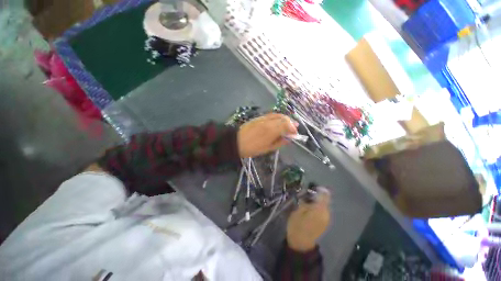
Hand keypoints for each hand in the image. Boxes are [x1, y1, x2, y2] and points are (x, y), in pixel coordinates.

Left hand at [237, 113, 297, 157]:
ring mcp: (263, 118)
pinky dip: (277, 117)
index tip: (295, 134)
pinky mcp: (259, 117)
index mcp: (271, 131)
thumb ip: (279, 143)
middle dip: (291, 122)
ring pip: (278, 115)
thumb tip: (288, 140)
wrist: (236, 142)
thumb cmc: (252, 148)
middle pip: (283, 118)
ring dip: (285, 119)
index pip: (286, 125)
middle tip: (294, 128)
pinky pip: (271, 115)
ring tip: (288, 124)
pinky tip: (278, 121)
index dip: (293, 129)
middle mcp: (268, 122)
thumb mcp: (267, 149)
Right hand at [286, 187, 330, 251]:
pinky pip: (323, 210)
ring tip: (306, 201)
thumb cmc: (297, 225)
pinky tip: (309, 208)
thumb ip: (305, 200)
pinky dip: (318, 206)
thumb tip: (308, 191)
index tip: (311, 187)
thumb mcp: (298, 210)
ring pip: (324, 204)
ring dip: (317, 200)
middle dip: (317, 194)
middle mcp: (326, 213)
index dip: (319, 188)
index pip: (324, 194)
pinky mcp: (325, 222)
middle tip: (306, 194)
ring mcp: (327, 218)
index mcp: (319, 209)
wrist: (301, 243)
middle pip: (325, 199)